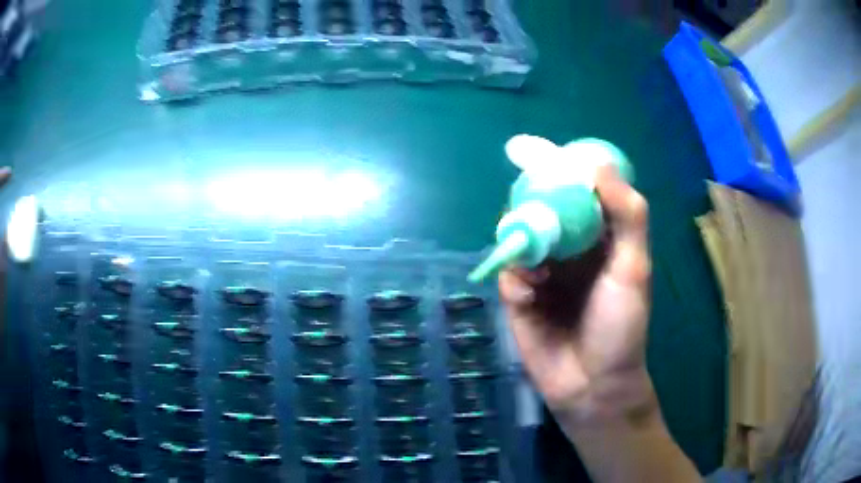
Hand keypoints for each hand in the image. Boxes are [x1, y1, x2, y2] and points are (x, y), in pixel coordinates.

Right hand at [499, 164, 653, 424]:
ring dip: (519, 240)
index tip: (529, 150)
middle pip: (540, 210)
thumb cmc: (621, 326)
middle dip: (528, 204)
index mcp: (598, 238)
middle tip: (525, 205)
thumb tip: (597, 165)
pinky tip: (525, 292)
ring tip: (531, 258)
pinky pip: (507, 272)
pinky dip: (513, 274)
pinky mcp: (519, 297)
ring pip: (518, 237)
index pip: (575, 192)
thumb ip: (626, 215)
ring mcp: (542, 273)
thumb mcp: (634, 268)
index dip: (555, 169)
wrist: (593, 385)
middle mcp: (569, 249)